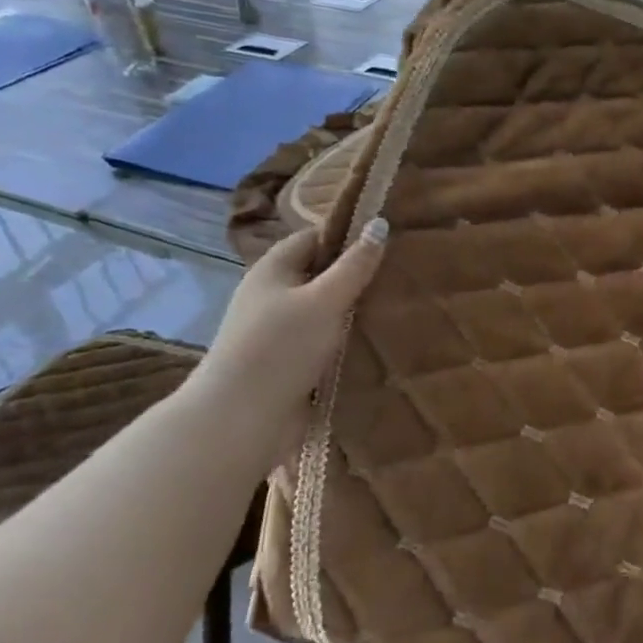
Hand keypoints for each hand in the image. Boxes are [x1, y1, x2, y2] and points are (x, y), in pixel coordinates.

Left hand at [189, 219, 387, 436]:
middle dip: (358, 274)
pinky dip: (348, 338)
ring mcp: (279, 331)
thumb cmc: (280, 349)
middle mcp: (273, 295)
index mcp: (273, 269)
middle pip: (321, 273)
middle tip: (403, 272)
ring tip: (400, 306)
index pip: (315, 237)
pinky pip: (325, 340)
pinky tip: (378, 340)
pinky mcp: (289, 362)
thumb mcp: (324, 300)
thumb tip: (380, 223)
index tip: (390, 238)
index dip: (350, 235)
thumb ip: (355, 265)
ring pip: (326, 309)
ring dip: (356, 310)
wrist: (239, 420)